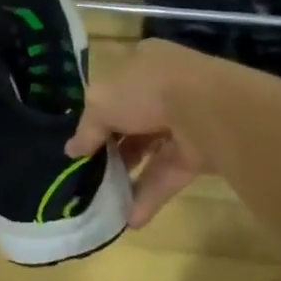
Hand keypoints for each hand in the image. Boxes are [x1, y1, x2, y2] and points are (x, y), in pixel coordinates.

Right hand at [66, 39, 217, 226]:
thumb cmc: (146, 90)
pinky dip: (150, 195)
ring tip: (104, 197)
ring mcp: (186, 120)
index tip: (83, 140)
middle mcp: (166, 87)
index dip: (98, 112)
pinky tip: (130, 218)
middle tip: (90, 171)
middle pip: (133, 120)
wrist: (208, 110)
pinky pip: (169, 174)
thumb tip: (73, 150)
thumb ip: (87, 128)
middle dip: (113, 147)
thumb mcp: (100, 103)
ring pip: (151, 149)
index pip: (115, 87)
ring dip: (128, 174)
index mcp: (143, 62)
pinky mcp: (201, 152)